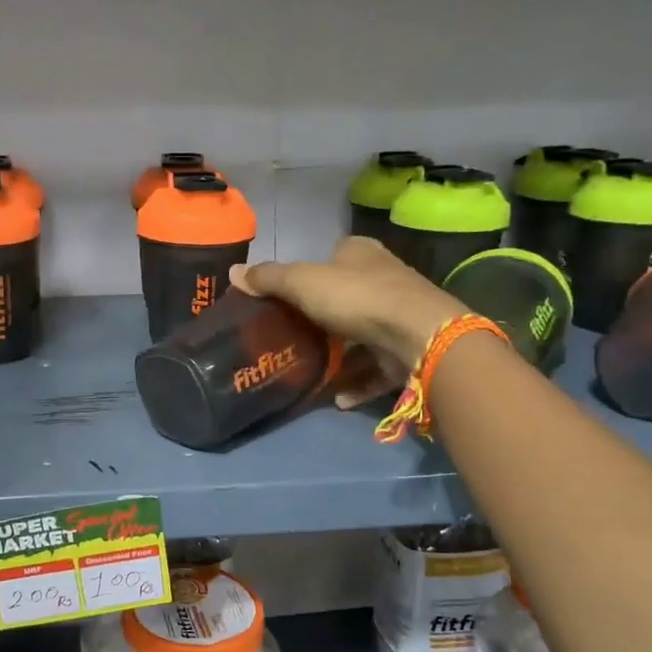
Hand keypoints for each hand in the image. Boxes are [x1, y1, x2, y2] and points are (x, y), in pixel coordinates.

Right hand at [231, 236, 469, 405]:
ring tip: (312, 373)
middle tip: (294, 337)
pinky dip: (358, 383)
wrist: (419, 336)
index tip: (290, 297)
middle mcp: (385, 278)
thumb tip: (233, 272)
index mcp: (360, 253)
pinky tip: (338, 398)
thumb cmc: (356, 298)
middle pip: (347, 297)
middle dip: (323, 318)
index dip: (312, 272)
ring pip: (363, 336)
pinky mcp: (410, 350)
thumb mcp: (302, 282)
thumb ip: (269, 279)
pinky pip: (378, 369)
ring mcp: (400, 316)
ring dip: (341, 357)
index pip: (333, 255)